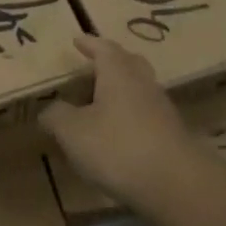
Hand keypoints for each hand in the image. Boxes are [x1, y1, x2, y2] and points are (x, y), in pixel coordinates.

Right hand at [41, 35, 198, 214]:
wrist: (177, 185)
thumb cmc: (118, 147)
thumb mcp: (73, 132)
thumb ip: (57, 116)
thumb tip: (48, 110)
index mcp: (119, 74)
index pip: (104, 49)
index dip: (90, 44)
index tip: (78, 40)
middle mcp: (143, 85)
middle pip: (130, 63)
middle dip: (112, 61)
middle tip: (95, 64)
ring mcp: (162, 111)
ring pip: (140, 90)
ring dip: (123, 90)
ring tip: (102, 100)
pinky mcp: (172, 137)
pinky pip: (147, 115)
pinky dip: (131, 116)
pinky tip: (119, 132)